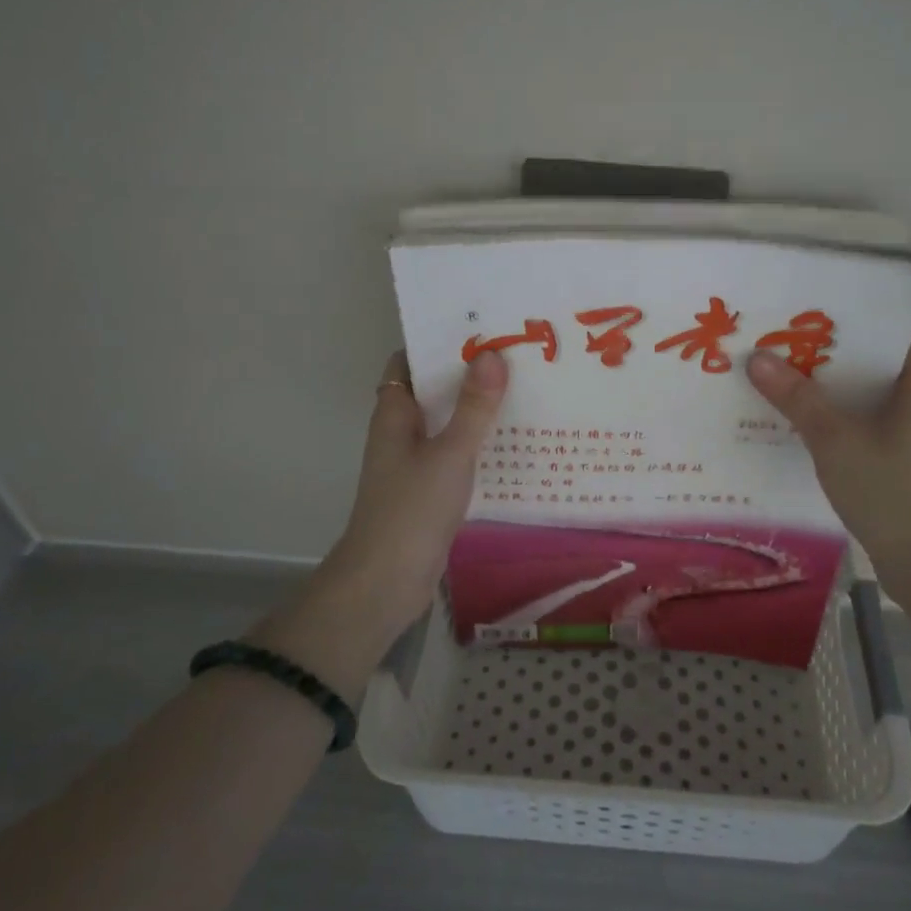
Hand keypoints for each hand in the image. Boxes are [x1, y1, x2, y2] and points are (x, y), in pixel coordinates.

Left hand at [304, 348, 508, 645]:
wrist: (386, 582)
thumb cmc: (412, 509)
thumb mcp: (450, 453)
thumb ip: (474, 407)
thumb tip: (491, 354)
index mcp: (394, 412)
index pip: (409, 361)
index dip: (439, 342)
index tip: (480, 328)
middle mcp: (400, 431)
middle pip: (433, 389)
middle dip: (468, 373)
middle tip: (515, 354)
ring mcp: (413, 461)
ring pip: (447, 421)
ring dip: (476, 408)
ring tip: (523, 388)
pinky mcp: (428, 487)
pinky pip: (455, 451)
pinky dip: (478, 441)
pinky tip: (514, 439)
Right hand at [748, 334, 910, 645]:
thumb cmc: (890, 488)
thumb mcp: (835, 438)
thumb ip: (796, 396)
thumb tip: (756, 358)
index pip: (888, 327)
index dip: (848, 314)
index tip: (804, 308)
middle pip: (869, 360)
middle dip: (824, 351)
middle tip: (776, 338)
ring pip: (861, 394)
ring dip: (824, 387)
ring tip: (775, 372)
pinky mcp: (899, 457)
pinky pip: (860, 422)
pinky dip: (831, 416)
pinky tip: (792, 417)